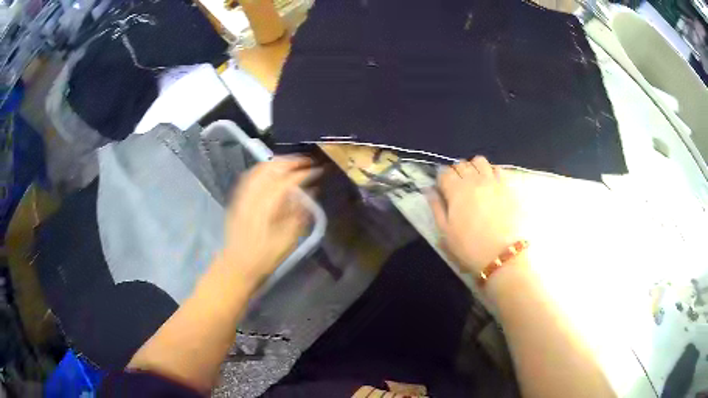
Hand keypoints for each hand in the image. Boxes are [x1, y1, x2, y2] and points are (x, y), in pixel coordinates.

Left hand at [219, 156, 317, 285]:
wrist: (237, 266)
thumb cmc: (264, 257)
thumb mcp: (287, 240)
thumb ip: (299, 214)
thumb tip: (311, 193)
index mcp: (266, 207)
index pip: (287, 181)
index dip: (304, 173)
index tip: (318, 170)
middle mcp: (252, 196)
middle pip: (271, 168)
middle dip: (291, 161)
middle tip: (307, 161)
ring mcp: (242, 196)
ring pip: (259, 169)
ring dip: (277, 162)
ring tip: (292, 163)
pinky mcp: (237, 199)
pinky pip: (250, 175)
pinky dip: (264, 169)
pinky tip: (272, 171)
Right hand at [429, 156, 521, 273]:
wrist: (501, 255)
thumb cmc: (468, 247)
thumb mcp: (445, 232)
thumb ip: (436, 207)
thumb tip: (429, 190)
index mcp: (456, 190)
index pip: (444, 172)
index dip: (441, 179)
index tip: (443, 190)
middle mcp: (474, 180)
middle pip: (461, 164)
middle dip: (456, 172)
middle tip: (457, 188)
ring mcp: (492, 181)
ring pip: (479, 161)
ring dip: (473, 167)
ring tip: (474, 182)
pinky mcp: (507, 186)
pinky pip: (497, 169)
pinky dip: (490, 172)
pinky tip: (490, 184)